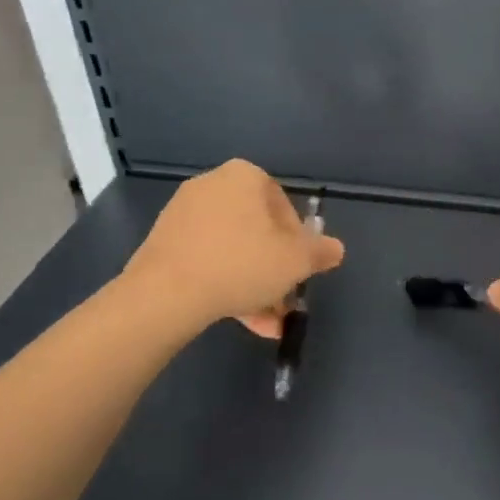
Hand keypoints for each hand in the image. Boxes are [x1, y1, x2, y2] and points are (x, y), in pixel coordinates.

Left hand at [122, 160, 343, 338]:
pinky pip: (207, 260)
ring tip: (266, 323)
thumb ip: (320, 252)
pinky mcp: (164, 243)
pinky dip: (225, 284)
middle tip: (284, 301)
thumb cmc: (241, 264)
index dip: (298, 242)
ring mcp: (183, 214)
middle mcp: (212, 185)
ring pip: (233, 250)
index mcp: (244, 177)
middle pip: (257, 231)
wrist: (165, 293)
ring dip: (254, 285)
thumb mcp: (295, 262)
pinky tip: (240, 319)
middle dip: (274, 270)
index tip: (299, 270)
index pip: (284, 206)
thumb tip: (335, 249)